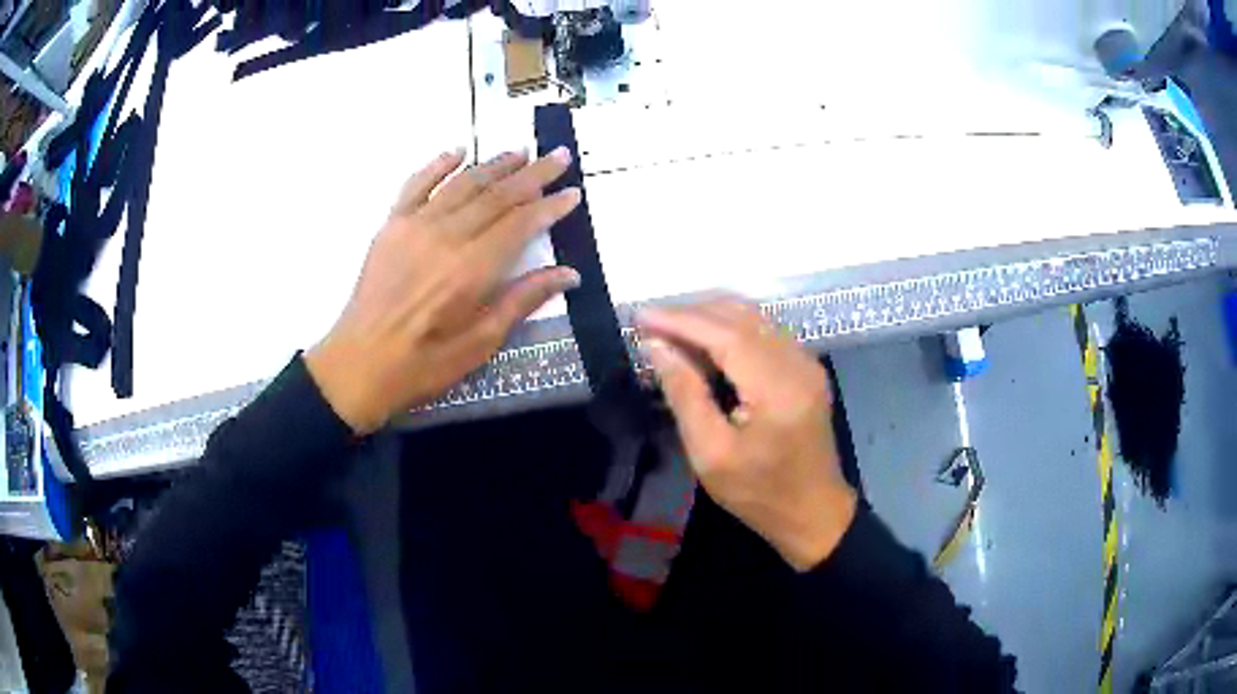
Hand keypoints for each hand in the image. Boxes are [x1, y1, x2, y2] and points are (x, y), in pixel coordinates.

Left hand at [305, 148, 581, 433]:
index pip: (520, 224)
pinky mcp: (390, 226)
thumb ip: (522, 301)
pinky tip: (457, 152)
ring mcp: (414, 226)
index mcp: (471, 269)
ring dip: (494, 164)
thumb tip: (569, 274)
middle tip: (559, 155)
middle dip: (533, 173)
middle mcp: (446, 237)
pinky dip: (438, 165)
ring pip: (462, 183)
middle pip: (497, 195)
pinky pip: (416, 185)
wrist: (359, 364)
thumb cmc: (423, 363)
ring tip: (520, 152)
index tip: (573, 192)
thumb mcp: (480, 343)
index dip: (550, 206)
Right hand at [638, 299, 857, 571]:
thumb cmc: (759, 493)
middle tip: (649, 323)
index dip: (680, 320)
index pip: (725, 334)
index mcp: (777, 389)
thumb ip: (684, 394)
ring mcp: (807, 362)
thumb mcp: (710, 454)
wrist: (813, 511)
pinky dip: (729, 328)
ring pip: (753, 317)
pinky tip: (703, 343)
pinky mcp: (807, 367)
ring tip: (669, 330)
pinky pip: (764, 330)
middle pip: (740, 316)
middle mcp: (798, 363)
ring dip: (709, 317)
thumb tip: (656, 347)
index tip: (640, 316)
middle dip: (691, 313)